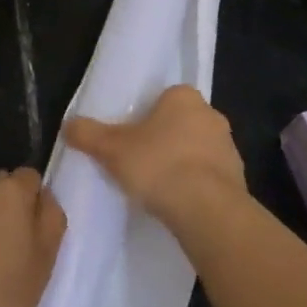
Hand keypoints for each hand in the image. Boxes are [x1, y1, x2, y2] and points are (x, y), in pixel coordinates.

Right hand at [65, 84, 246, 235]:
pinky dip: (198, 186)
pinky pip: (211, 176)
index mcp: (184, 96)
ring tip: (159, 188)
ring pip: (198, 149)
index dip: (147, 116)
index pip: (164, 98)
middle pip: (181, 122)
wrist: (207, 209)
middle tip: (142, 162)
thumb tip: (67, 125)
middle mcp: (211, 114)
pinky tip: (180, 204)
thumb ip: (89, 134)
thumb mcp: (112, 149)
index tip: (132, 138)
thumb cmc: (158, 165)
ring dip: (183, 163)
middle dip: (165, 139)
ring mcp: (228, 146)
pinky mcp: (238, 178)